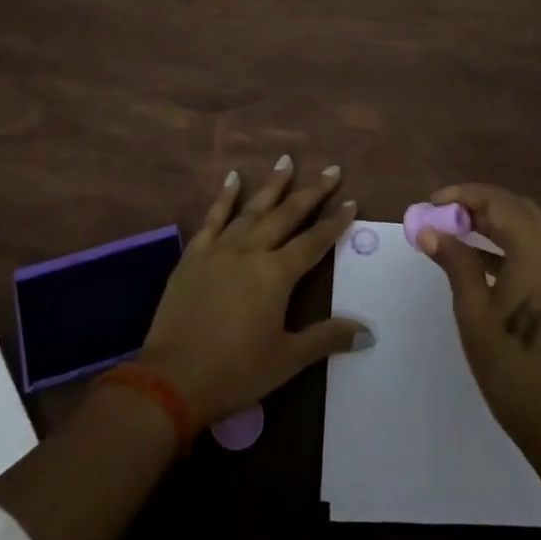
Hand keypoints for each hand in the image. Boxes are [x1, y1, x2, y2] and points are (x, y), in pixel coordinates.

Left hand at [139, 155, 370, 424]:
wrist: (172, 378)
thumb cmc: (236, 371)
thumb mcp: (287, 359)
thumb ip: (327, 338)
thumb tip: (368, 332)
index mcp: (277, 274)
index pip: (314, 241)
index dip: (335, 222)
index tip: (351, 202)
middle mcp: (251, 250)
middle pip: (287, 215)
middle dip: (311, 192)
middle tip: (331, 170)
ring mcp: (220, 249)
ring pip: (252, 208)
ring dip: (272, 185)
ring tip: (286, 161)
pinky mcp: (194, 255)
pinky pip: (213, 218)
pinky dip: (224, 196)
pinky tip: (232, 177)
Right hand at [418, 183, 540, 453]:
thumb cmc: (507, 362)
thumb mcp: (472, 308)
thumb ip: (454, 260)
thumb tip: (429, 230)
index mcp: (537, 253)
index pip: (499, 203)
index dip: (464, 196)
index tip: (433, 203)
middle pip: (518, 209)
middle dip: (480, 205)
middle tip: (445, 215)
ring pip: (531, 227)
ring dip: (496, 223)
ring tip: (457, 231)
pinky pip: (540, 249)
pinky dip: (512, 243)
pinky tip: (482, 258)